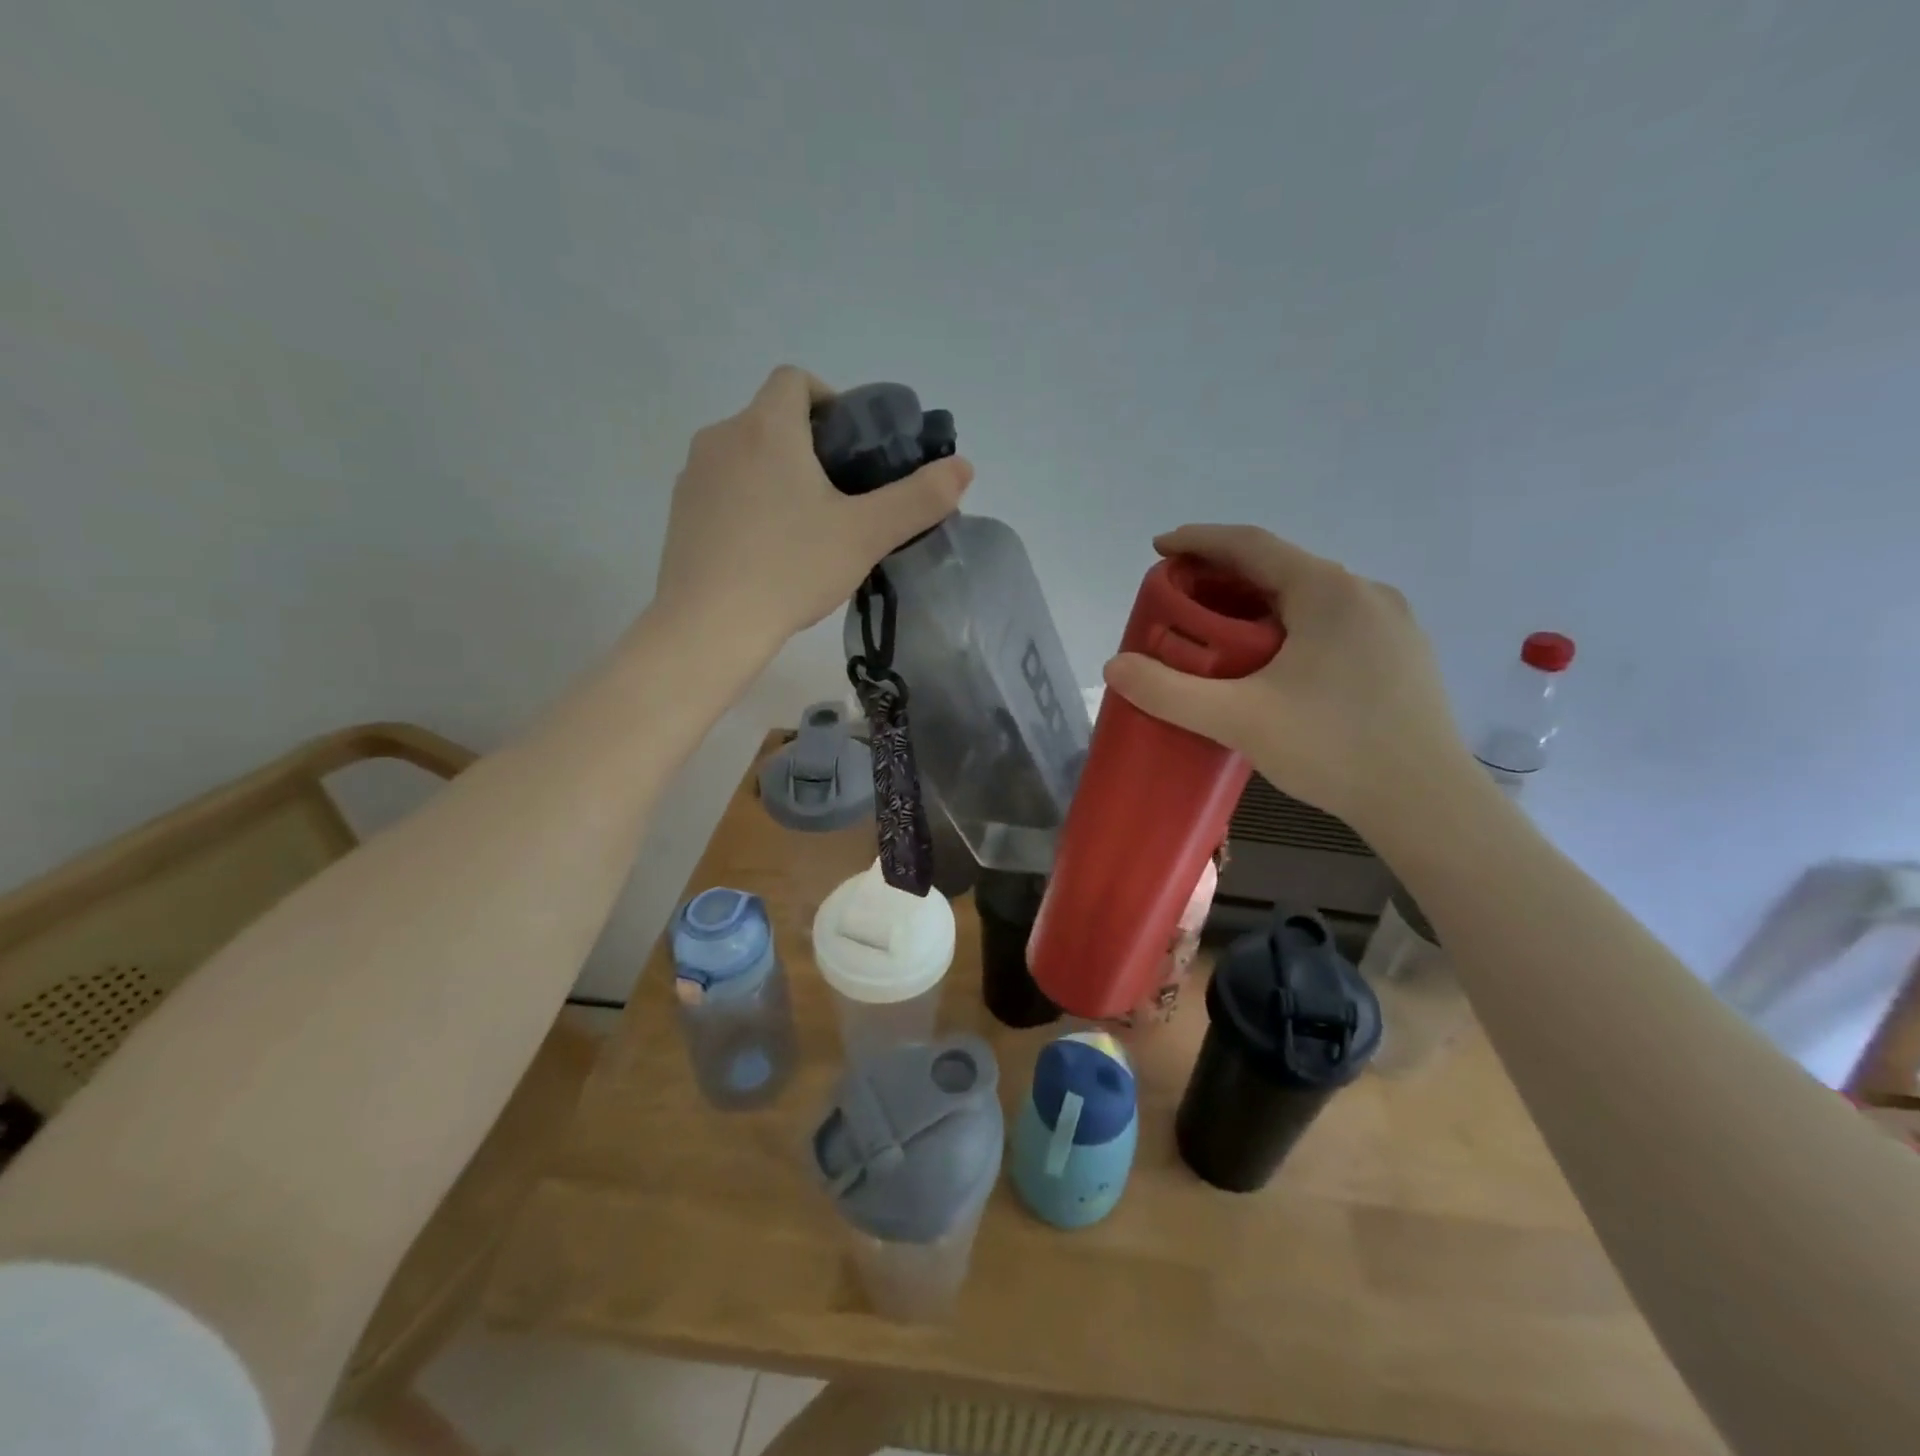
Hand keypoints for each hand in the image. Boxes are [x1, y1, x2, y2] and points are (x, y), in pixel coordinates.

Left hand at [652, 366, 973, 655]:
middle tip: (841, 498)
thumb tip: (963, 468)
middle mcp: (722, 437)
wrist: (709, 625)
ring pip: (746, 455)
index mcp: (767, 427)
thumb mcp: (866, 535)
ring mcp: (694, 475)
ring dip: (777, 475)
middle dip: (809, 446)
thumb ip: (918, 499)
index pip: (795, 379)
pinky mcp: (679, 512)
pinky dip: (748, 502)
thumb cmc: (790, 569)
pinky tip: (766, 550)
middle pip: (772, 419)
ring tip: (805, 528)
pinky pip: (723, 488)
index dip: (830, 400)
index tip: (852, 447)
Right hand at [1102, 524, 1470, 836]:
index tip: (1159, 548)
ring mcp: (1392, 623)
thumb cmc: (1333, 748)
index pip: (1251, 545)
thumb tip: (1114, 667)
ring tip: (1220, 632)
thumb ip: (1170, 692)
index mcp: (1327, 591)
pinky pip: (1333, 622)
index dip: (1199, 540)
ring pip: (1309, 597)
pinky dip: (1290, 626)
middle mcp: (1365, 593)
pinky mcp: (1402, 655)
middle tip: (1181, 599)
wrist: (1428, 803)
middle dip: (1224, 577)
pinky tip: (1275, 664)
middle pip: (1280, 568)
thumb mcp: (1239, 719)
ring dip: (1258, 604)